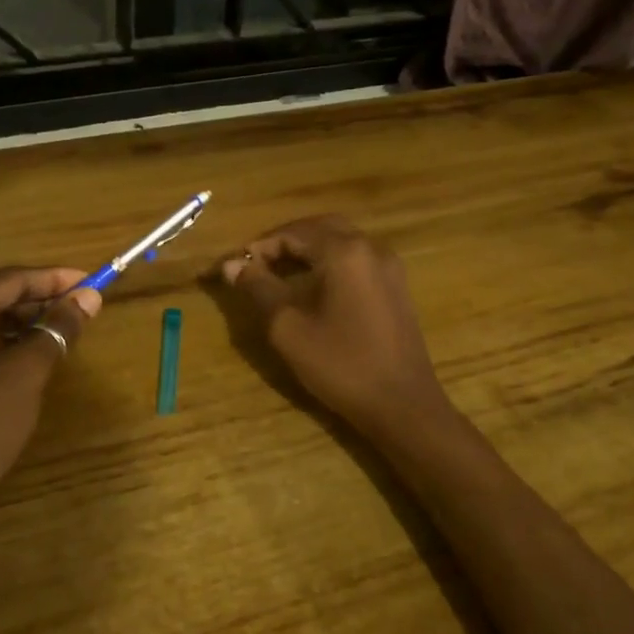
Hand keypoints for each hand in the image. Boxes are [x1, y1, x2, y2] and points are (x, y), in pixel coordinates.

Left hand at [0, 268, 101, 507]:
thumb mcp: (26, 371)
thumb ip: (57, 329)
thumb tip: (88, 297)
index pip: (12, 278)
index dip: (55, 279)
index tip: (92, 282)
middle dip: (40, 302)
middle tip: (80, 310)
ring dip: (22, 325)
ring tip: (60, 336)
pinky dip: (1, 346)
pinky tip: (27, 362)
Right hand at [219, 216, 447, 438]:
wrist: (402, 406)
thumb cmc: (341, 365)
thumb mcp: (288, 328)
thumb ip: (259, 288)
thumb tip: (232, 266)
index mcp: (344, 252)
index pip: (292, 233)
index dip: (258, 247)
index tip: (232, 268)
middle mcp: (371, 247)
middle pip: (319, 227)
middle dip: (283, 241)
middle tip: (255, 265)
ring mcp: (389, 266)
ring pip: (340, 241)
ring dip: (307, 250)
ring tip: (277, 275)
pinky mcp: (395, 286)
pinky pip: (356, 259)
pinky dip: (329, 262)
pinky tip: (311, 288)